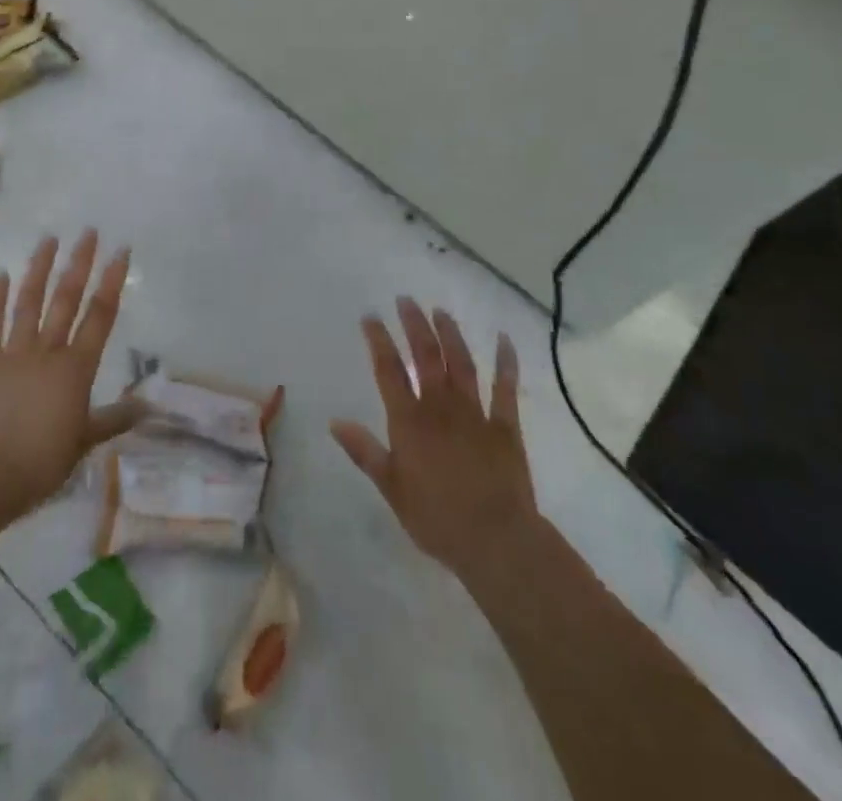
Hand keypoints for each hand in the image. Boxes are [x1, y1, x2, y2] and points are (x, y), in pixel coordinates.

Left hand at [0, 231, 140, 524]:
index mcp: (76, 368)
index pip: (100, 316)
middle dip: (79, 263)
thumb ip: (114, 419)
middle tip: (88, 232)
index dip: (112, 282)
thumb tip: (149, 407)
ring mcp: (12, 352)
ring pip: (29, 302)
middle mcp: (47, 351)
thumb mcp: (84, 442)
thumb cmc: (40, 462)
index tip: (120, 251)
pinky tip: (0, 276)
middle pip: (66, 299)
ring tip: (48, 240)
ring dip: (39, 269)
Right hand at [331, 298, 539, 590]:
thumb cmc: (437, 519)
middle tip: (406, 300)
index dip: (379, 341)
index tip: (371, 316)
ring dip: (450, 334)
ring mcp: (475, 413)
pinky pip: (505, 388)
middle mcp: (440, 407)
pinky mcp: (505, 426)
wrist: (497, 541)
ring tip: (440, 311)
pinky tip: (504, 340)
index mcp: (409, 421)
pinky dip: (506, 363)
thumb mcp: (391, 489)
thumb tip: (335, 422)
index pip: (389, 370)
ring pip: (461, 363)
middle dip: (414, 325)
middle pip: (425, 356)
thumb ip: (365, 452)